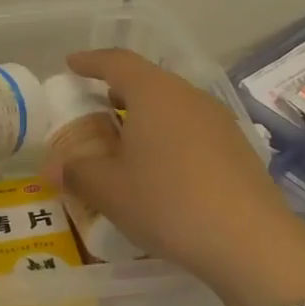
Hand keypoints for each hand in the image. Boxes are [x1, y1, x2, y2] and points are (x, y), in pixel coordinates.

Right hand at [56, 49, 304, 305]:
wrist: (252, 244)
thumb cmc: (168, 203)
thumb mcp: (109, 190)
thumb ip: (76, 172)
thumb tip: (53, 167)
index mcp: (153, 93)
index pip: (116, 62)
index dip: (90, 61)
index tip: (71, 64)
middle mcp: (188, 96)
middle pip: (147, 80)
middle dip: (117, 89)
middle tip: (94, 106)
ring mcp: (218, 121)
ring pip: (172, 104)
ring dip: (144, 114)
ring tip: (124, 139)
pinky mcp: (237, 147)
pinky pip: (191, 127)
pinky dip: (168, 134)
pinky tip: (161, 165)